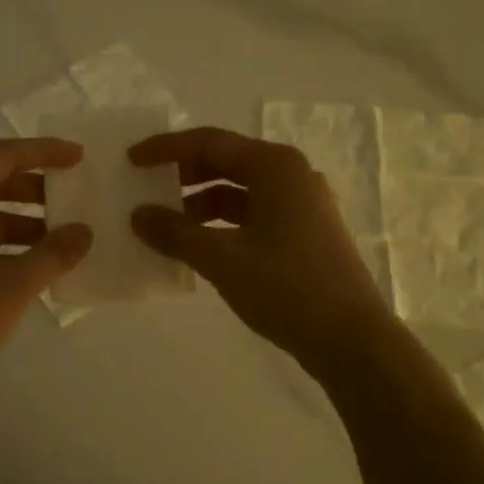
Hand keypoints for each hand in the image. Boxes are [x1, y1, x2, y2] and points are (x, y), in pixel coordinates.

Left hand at [0, 138, 92, 402]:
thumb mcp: (14, 285)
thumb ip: (54, 253)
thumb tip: (84, 231)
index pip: (4, 156)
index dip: (45, 151)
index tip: (79, 157)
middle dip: (36, 187)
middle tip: (74, 196)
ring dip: (23, 218)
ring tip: (61, 235)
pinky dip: (5, 242)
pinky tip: (33, 263)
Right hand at [129, 127, 393, 378]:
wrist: (352, 341)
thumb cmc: (287, 288)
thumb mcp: (223, 259)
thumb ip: (176, 233)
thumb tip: (137, 215)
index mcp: (275, 167)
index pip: (209, 142)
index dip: (166, 149)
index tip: (132, 159)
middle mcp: (291, 176)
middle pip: (225, 162)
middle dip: (182, 174)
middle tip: (145, 188)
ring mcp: (301, 205)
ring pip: (238, 191)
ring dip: (199, 203)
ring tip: (165, 224)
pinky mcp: (303, 233)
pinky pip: (252, 214)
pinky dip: (221, 223)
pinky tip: (197, 244)